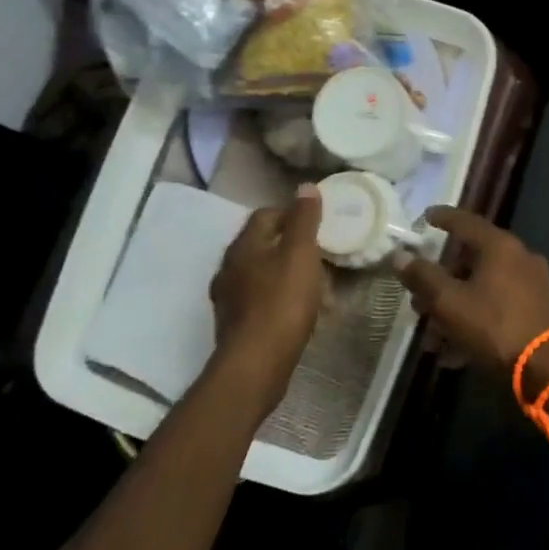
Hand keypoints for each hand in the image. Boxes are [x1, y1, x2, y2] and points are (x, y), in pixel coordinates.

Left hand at [208, 186, 324, 409]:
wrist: (256, 363)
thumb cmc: (281, 302)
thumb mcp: (300, 254)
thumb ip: (304, 220)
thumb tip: (305, 186)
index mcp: (243, 246)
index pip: (266, 215)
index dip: (292, 214)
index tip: (317, 225)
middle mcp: (229, 268)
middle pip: (262, 245)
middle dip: (290, 246)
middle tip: (319, 255)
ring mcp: (229, 298)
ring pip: (261, 274)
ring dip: (285, 274)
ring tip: (314, 286)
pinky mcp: (235, 324)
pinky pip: (260, 300)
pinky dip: (279, 298)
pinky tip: (298, 311)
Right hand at [398, 209, 548, 390]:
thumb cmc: (495, 326)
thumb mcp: (450, 302)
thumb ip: (423, 277)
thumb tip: (399, 254)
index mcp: (499, 246)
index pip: (465, 221)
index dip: (442, 218)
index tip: (425, 217)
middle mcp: (519, 258)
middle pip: (471, 261)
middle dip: (441, 283)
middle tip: (418, 300)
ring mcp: (532, 285)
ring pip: (482, 290)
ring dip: (454, 310)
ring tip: (432, 339)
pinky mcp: (538, 311)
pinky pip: (497, 309)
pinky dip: (475, 323)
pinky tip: (454, 354)